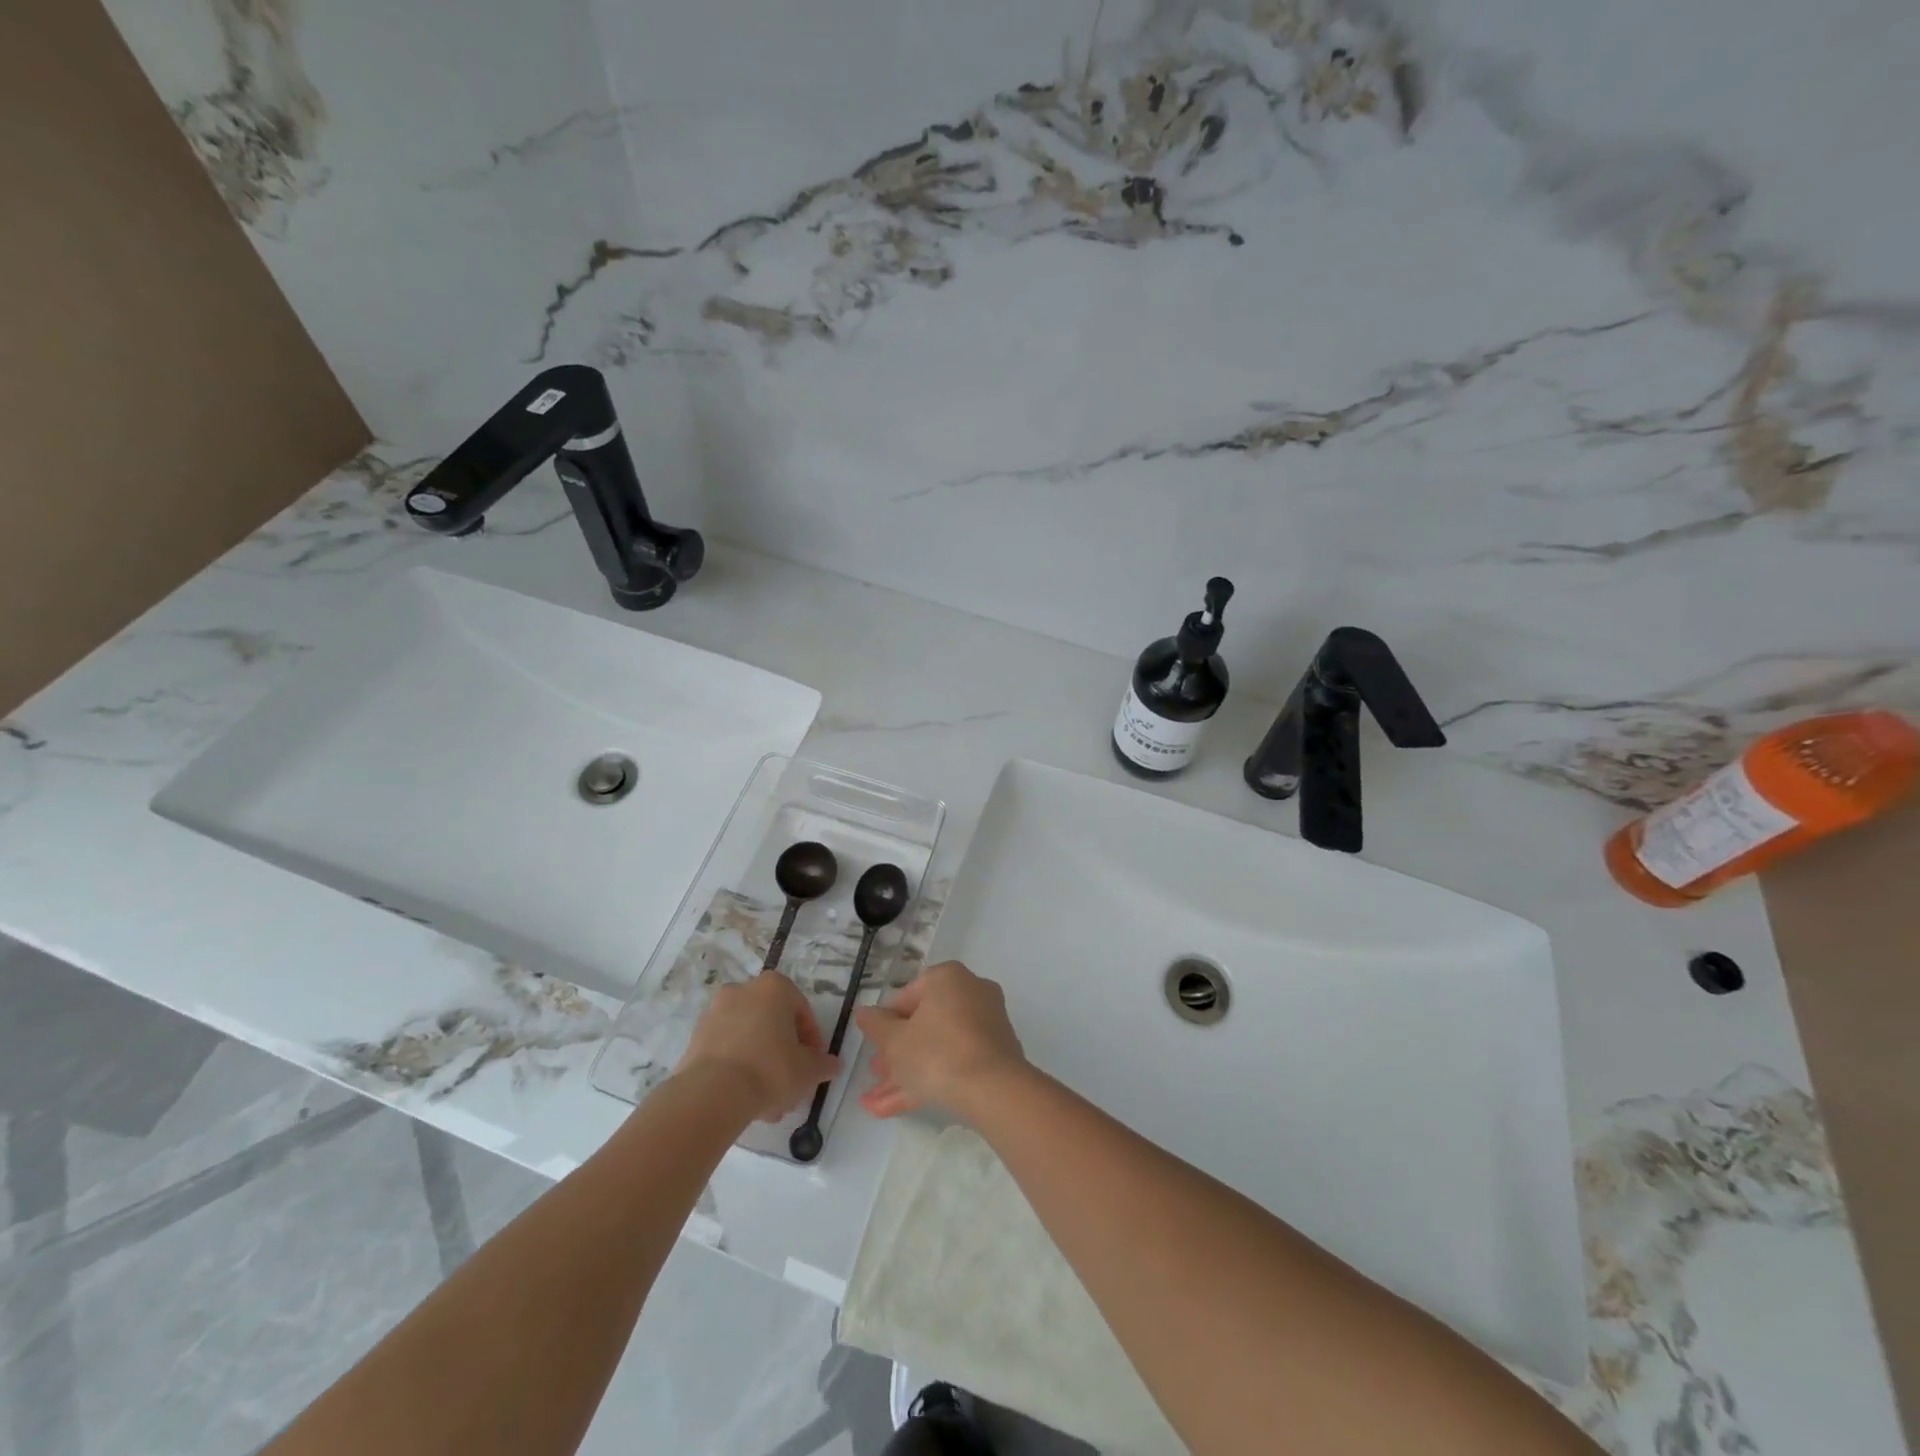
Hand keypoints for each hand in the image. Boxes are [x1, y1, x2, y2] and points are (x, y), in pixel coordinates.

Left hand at [677, 973, 839, 1122]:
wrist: (713, 1093)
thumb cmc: (771, 1069)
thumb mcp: (808, 1070)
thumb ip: (824, 1064)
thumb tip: (833, 1064)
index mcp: (775, 987)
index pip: (802, 1011)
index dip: (811, 1041)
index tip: (813, 1065)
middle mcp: (743, 990)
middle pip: (773, 1024)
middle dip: (784, 1055)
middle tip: (791, 1085)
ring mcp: (715, 1012)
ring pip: (749, 1039)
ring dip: (761, 1065)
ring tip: (768, 1103)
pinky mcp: (696, 1037)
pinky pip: (727, 1050)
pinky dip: (738, 1068)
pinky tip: (745, 1099)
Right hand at [853, 961, 1028, 1122]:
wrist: (994, 1091)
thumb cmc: (937, 1053)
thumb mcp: (895, 1041)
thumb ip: (875, 1025)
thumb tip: (864, 1013)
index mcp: (948, 978)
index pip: (907, 996)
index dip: (886, 1022)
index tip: (874, 1045)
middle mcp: (971, 992)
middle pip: (924, 1024)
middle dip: (896, 1053)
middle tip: (876, 1073)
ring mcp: (987, 1024)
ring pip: (938, 1047)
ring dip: (907, 1073)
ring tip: (877, 1103)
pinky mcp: (996, 1054)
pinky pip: (956, 1062)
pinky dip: (930, 1080)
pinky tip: (898, 1107)